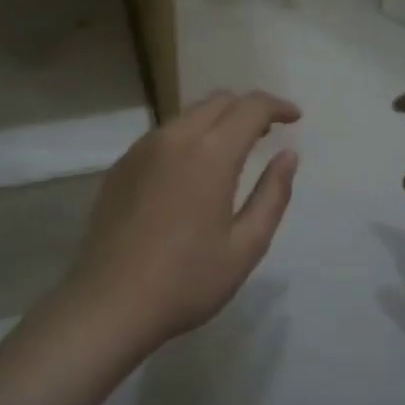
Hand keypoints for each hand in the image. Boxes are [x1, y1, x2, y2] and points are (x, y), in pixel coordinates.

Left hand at [64, 90, 300, 350]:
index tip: (294, 117)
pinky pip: (163, 136)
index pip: (250, 108)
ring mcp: (142, 149)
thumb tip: (288, 156)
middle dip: (247, 109)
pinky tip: (191, 170)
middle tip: (267, 133)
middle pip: (218, 102)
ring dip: (217, 121)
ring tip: (233, 149)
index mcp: (210, 154)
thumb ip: (272, 195)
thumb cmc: (187, 280)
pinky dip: (188, 137)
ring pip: (188, 115)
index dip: (277, 106)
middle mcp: (174, 138)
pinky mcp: (121, 166)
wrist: (110, 303)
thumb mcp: (245, 246)